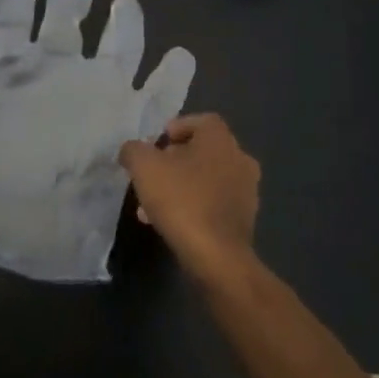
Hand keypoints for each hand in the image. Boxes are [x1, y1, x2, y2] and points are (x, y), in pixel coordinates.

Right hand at [120, 113, 260, 281]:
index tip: (156, 144)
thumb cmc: (182, 200)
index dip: (177, 127)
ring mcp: (246, 192)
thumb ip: (134, 150)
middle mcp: (240, 160)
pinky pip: (213, 203)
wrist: (216, 257)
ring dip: (181, 185)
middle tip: (152, 173)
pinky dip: (192, 206)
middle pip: (203, 151)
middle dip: (174, 160)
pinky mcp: (244, 220)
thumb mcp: (144, 167)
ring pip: (206, 179)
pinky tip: (169, 222)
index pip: (202, 121)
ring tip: (151, 204)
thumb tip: (132, 151)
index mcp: (221, 140)